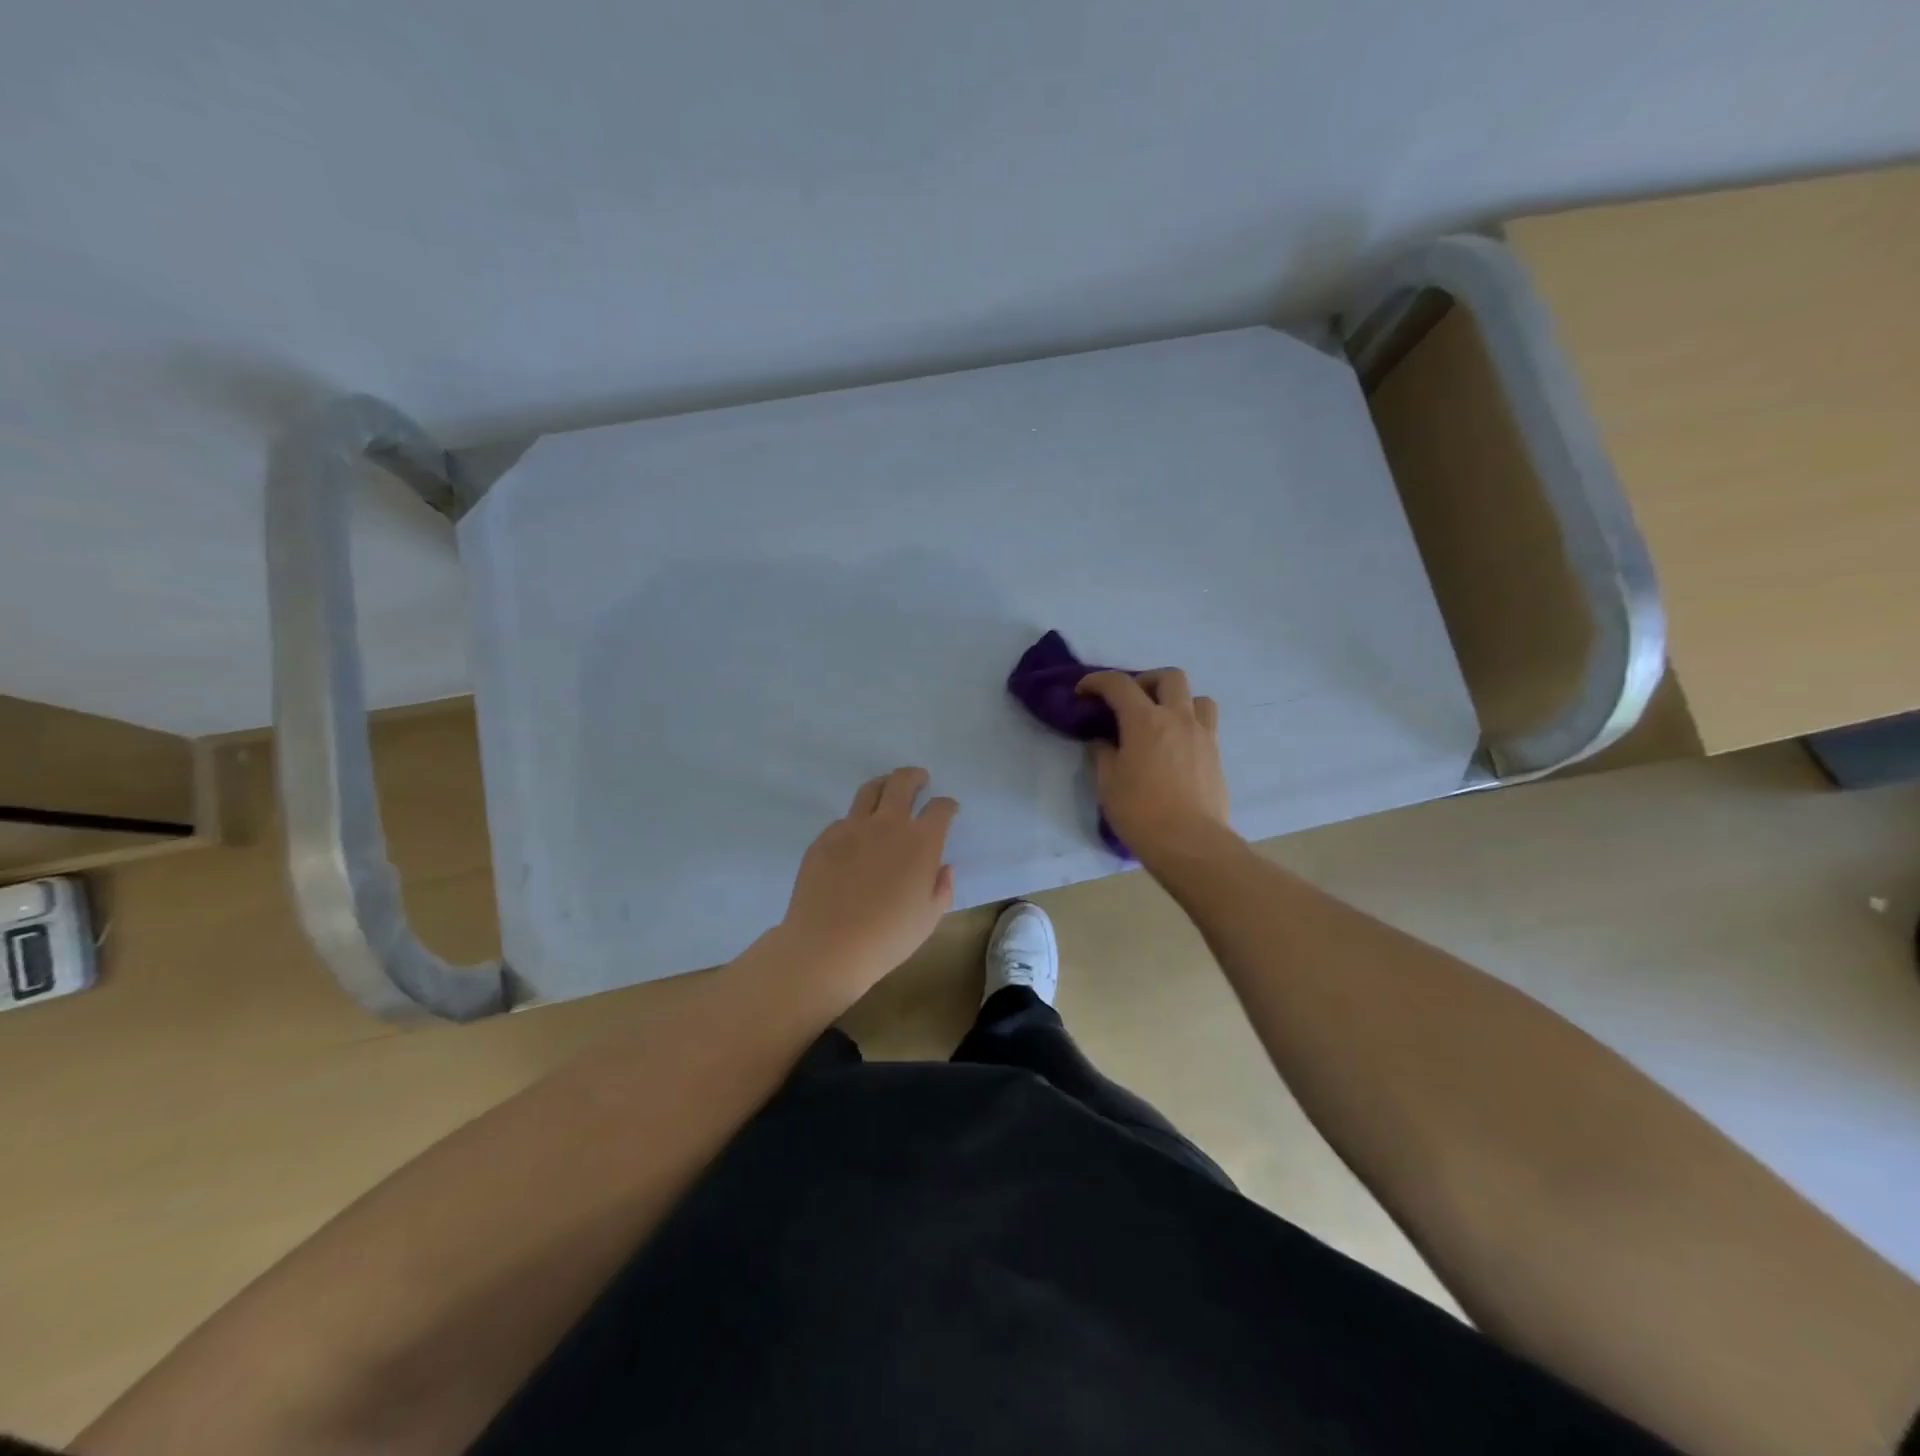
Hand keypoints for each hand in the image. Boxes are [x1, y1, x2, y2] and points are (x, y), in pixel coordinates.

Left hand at [776, 767, 958, 1004]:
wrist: (828, 946)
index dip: (947, 806)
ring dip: (884, 785)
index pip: (940, 808)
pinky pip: (844, 819)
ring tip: (887, 790)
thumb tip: (942, 867)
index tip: (948, 809)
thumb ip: (942, 888)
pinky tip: (856, 836)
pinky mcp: (825, 838)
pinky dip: (856, 820)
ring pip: (870, 789)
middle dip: (915, 776)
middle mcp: (888, 824)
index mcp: (921, 842)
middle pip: (902, 782)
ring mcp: (852, 827)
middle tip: (919, 779)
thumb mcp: (929, 919)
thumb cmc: (887, 938)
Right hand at [1076, 668, 1232, 864]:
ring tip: (1161, 719)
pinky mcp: (1215, 754)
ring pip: (1196, 697)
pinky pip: (1205, 723)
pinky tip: (1174, 745)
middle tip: (1129, 701)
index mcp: (1145, 721)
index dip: (1097, 682)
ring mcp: (1202, 735)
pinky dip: (1189, 723)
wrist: (1189, 843)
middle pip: (1169, 677)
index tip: (1083, 692)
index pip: (1119, 685)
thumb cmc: (1140, 813)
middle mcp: (1177, 718)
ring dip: (1176, 699)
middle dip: (1145, 681)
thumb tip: (1102, 741)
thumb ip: (1103, 754)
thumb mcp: (1108, 784)